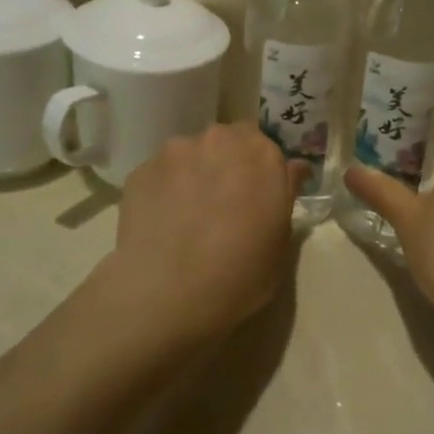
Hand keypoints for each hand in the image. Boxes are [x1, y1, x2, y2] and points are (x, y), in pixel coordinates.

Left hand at [102, 124, 304, 345]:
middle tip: (222, 202)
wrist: (168, 293)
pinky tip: (161, 222)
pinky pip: (160, 174)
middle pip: (227, 141)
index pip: (266, 146)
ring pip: (190, 154)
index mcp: (263, 155)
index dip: (260, 170)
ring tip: (186, 214)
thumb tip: (293, 169)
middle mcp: (221, 140)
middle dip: (227, 163)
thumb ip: (286, 194)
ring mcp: (177, 152)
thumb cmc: (240, 274)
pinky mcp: (141, 169)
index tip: (257, 195)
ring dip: (193, 173)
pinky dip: (163, 190)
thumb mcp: (280, 241)